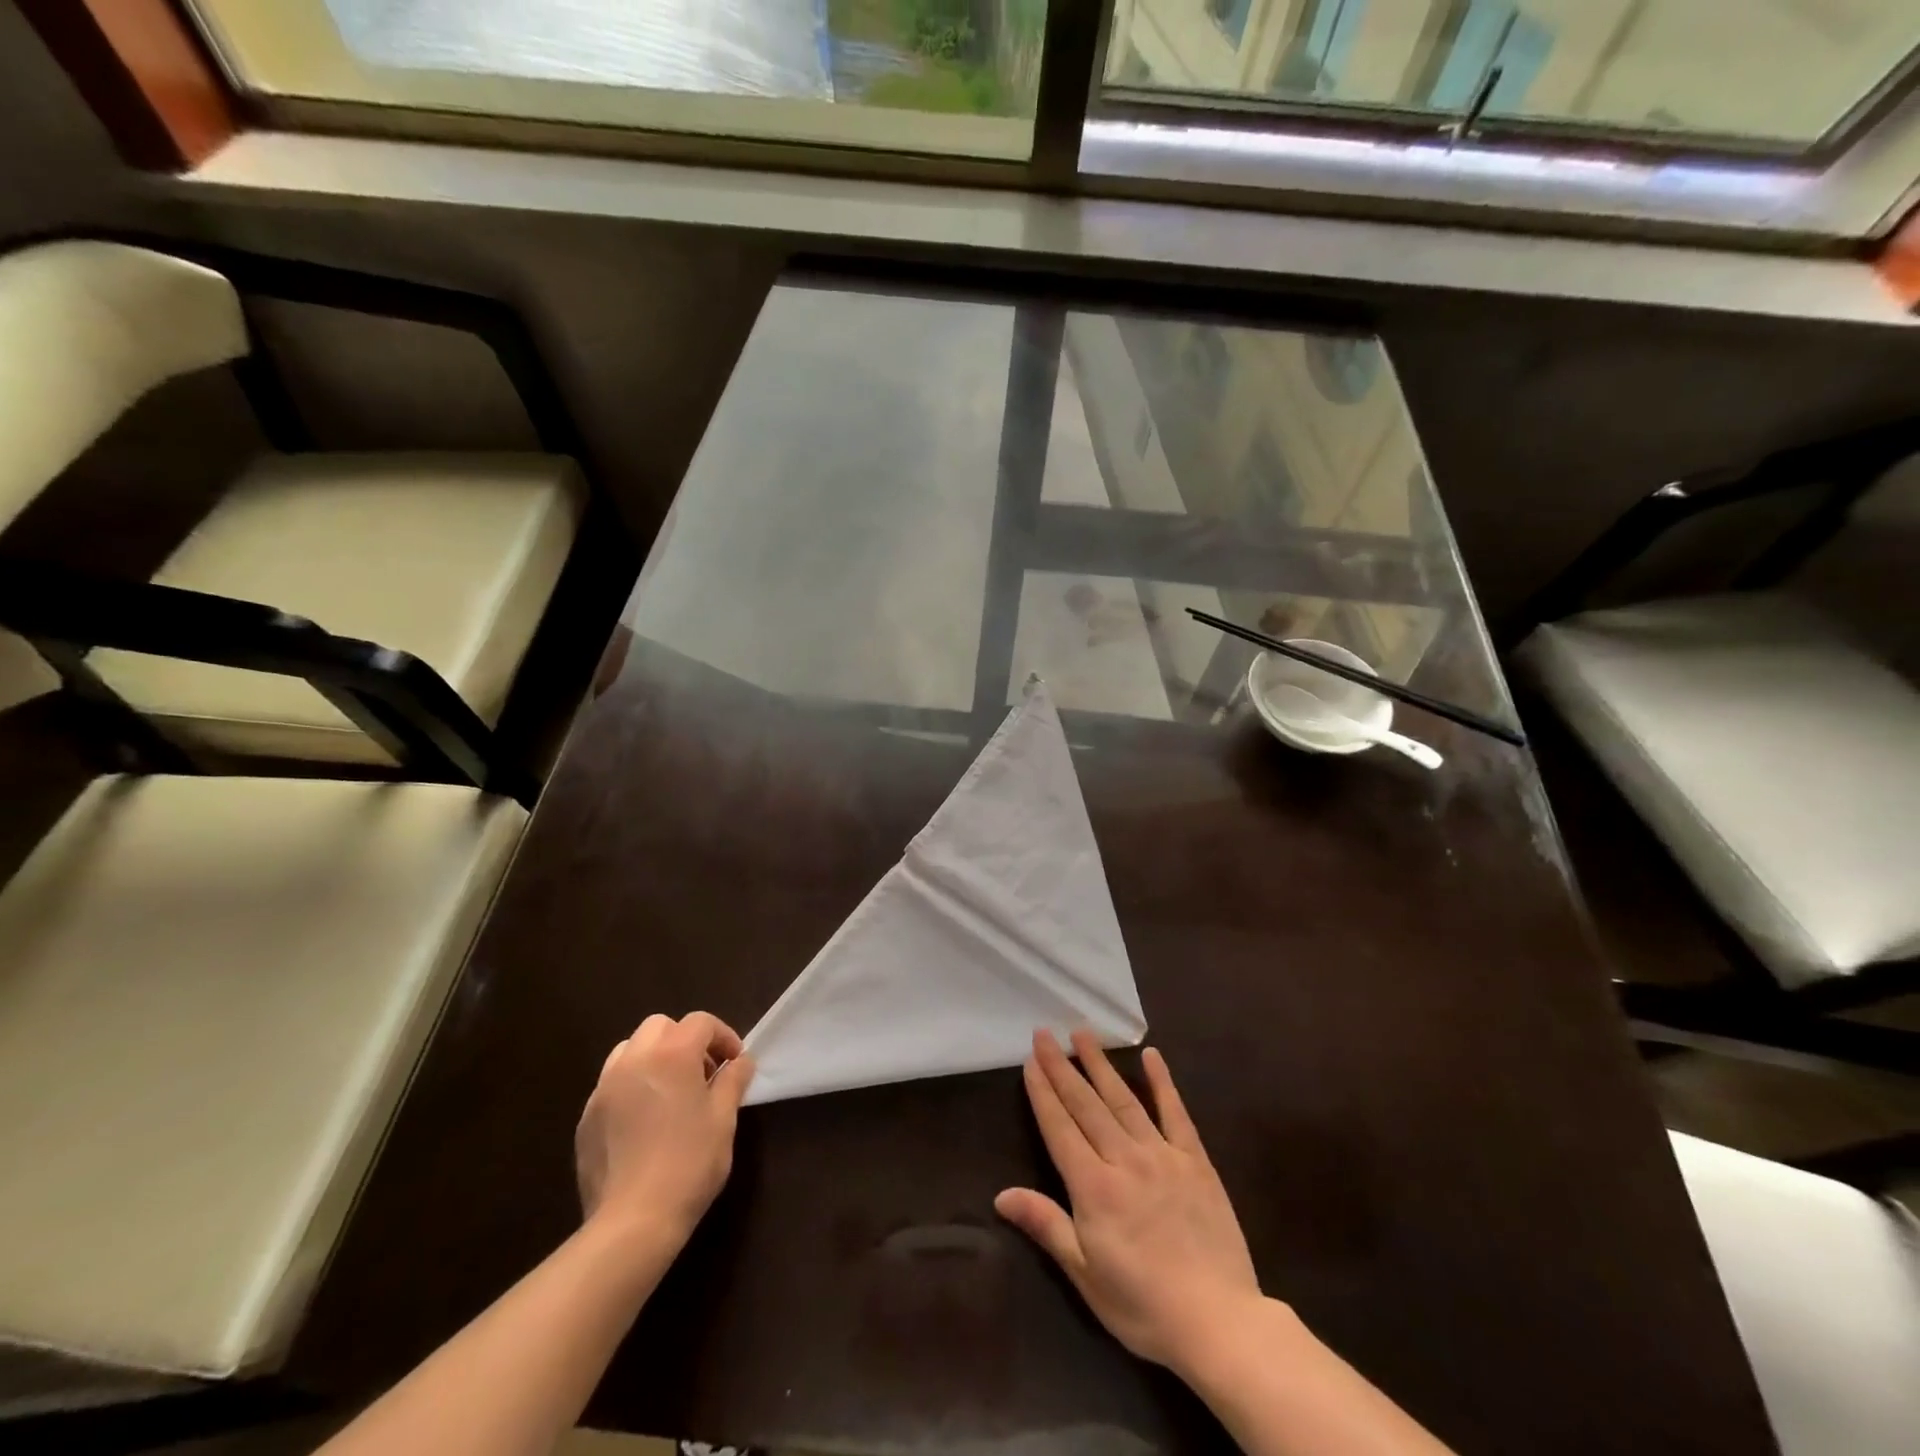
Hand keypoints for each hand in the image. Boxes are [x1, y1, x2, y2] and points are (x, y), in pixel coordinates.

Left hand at [575, 1013, 755, 1254]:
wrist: (632, 1222)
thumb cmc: (689, 1164)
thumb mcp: (723, 1119)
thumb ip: (733, 1081)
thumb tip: (741, 1062)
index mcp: (672, 1055)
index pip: (700, 1022)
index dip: (723, 1036)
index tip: (734, 1062)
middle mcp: (634, 1060)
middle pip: (660, 1026)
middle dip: (684, 1040)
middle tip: (702, 1073)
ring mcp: (604, 1088)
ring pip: (629, 1049)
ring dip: (653, 1057)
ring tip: (670, 1092)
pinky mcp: (586, 1118)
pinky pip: (611, 1084)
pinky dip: (631, 1086)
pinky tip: (644, 1121)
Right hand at [995, 1029, 1261, 1376]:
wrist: (1220, 1322)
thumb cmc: (1144, 1306)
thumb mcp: (1086, 1275)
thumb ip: (1046, 1225)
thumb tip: (1001, 1195)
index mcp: (1093, 1187)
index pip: (1059, 1127)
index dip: (1042, 1092)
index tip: (1030, 1059)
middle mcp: (1123, 1159)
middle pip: (1086, 1104)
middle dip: (1062, 1067)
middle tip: (1045, 1034)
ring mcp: (1162, 1154)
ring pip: (1123, 1099)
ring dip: (1100, 1064)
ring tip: (1082, 1034)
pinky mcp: (1195, 1160)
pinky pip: (1176, 1112)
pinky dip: (1162, 1082)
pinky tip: (1152, 1056)